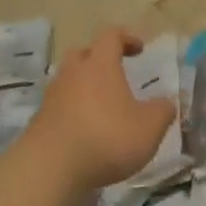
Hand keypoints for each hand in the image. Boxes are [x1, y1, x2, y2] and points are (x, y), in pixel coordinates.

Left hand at [27, 27, 174, 195]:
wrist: (49, 170)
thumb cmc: (106, 138)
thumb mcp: (149, 128)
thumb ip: (162, 111)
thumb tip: (167, 103)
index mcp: (100, 65)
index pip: (111, 35)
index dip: (127, 38)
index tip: (140, 49)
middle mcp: (73, 74)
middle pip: (83, 53)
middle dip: (99, 59)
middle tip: (115, 74)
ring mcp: (52, 97)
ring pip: (69, 80)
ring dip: (85, 87)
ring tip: (103, 107)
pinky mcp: (39, 121)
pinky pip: (59, 106)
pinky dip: (73, 111)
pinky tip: (87, 131)